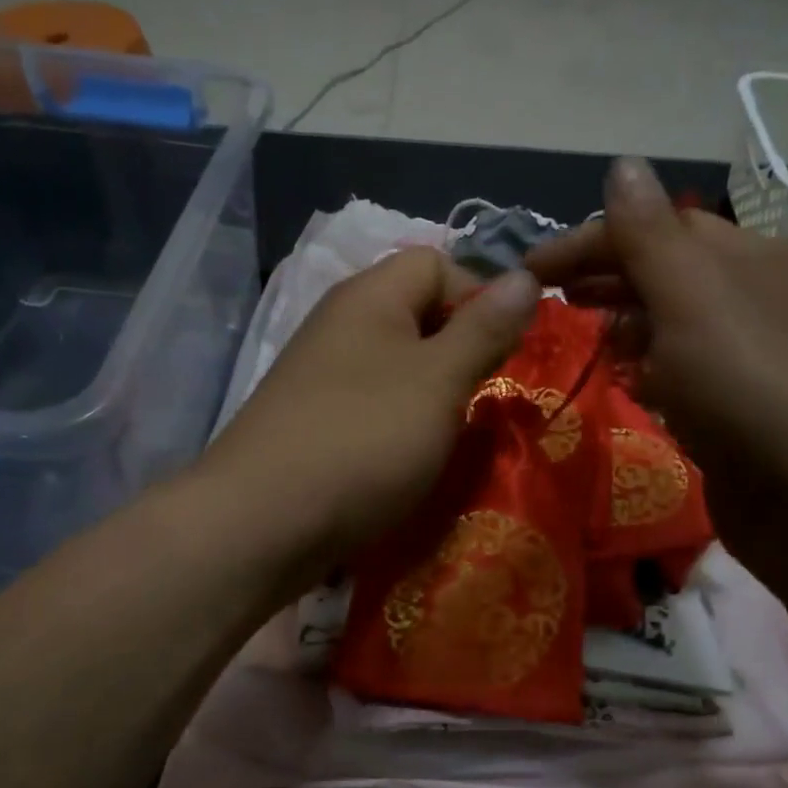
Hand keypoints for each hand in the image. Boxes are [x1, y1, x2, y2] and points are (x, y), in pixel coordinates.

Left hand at [199, 247, 539, 582]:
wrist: (260, 524)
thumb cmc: (363, 440)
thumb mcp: (439, 381)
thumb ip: (484, 329)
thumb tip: (526, 276)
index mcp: (369, 297)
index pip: (437, 263)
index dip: (479, 297)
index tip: (505, 352)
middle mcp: (340, 325)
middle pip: (416, 315)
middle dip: (461, 351)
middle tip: (485, 398)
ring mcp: (320, 377)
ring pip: (396, 367)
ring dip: (433, 395)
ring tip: (452, 434)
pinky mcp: (312, 422)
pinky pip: (372, 407)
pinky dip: (399, 425)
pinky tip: (409, 459)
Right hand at [526, 158, 787, 561]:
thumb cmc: (749, 389)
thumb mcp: (693, 301)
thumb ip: (651, 237)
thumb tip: (623, 163)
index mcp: (748, 258)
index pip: (657, 227)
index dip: (589, 240)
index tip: (530, 270)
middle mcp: (755, 298)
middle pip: (667, 272)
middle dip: (605, 278)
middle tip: (548, 300)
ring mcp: (751, 358)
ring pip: (674, 324)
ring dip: (624, 322)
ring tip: (580, 336)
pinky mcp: (742, 410)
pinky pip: (684, 373)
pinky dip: (649, 368)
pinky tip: (626, 384)